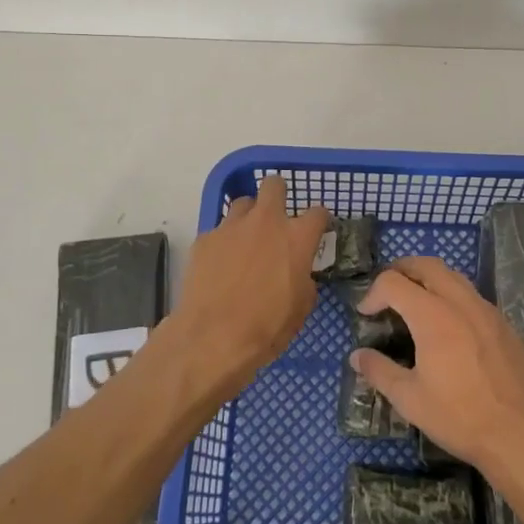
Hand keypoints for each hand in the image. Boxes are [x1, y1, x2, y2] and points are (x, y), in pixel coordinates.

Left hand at [170, 176, 328, 399]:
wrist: (213, 338)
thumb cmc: (267, 326)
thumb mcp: (302, 306)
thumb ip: (304, 277)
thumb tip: (297, 272)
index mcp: (297, 237)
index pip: (318, 212)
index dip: (319, 220)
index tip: (316, 229)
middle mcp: (266, 221)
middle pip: (274, 185)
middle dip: (278, 194)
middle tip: (276, 217)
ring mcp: (231, 226)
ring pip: (243, 204)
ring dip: (248, 217)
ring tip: (245, 241)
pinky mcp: (205, 239)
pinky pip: (219, 231)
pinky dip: (223, 243)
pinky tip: (220, 266)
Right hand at [349, 256, 523, 475]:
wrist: (521, 434)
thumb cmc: (460, 416)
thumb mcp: (410, 399)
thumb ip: (380, 371)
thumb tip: (357, 356)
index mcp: (433, 315)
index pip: (394, 282)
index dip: (373, 293)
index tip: (365, 314)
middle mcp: (460, 301)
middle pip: (426, 265)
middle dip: (401, 270)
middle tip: (387, 291)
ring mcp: (486, 310)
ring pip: (452, 276)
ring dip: (429, 279)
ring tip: (415, 302)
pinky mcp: (503, 323)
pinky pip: (472, 295)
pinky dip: (452, 295)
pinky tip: (449, 325)